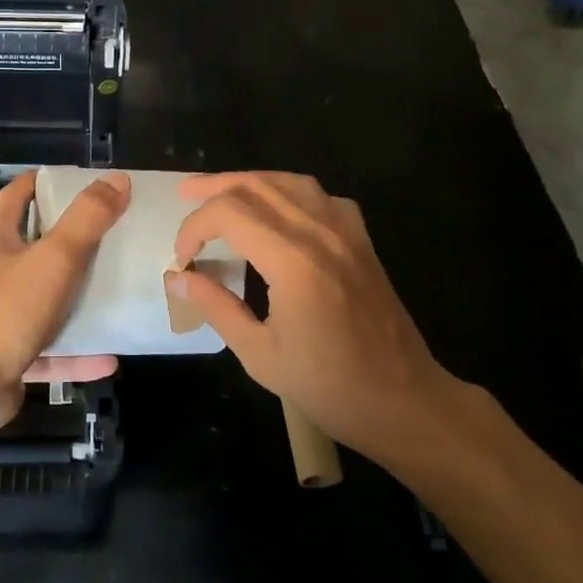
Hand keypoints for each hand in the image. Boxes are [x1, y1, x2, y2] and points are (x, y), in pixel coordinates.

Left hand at [0, 169, 130, 431]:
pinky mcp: (12, 356)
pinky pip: (53, 351)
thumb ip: (87, 219)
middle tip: (113, 234)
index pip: (16, 196)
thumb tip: (117, 179)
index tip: (76, 180)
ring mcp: (3, 317)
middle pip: (35, 248)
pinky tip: (111, 356)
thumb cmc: (8, 309)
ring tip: (117, 291)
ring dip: (79, 300)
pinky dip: (79, 353)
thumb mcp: (54, 257)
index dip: (40, 182)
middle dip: (72, 241)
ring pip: (47, 301)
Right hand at [166, 172, 451, 461]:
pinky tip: (278, 208)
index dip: (195, 226)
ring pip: (289, 181)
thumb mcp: (260, 355)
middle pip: (257, 185)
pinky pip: (320, 196)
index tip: (183, 258)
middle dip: (214, 186)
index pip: (229, 213)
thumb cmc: (330, 387)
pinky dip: (289, 191)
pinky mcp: (362, 240)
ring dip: (249, 181)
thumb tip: (177, 277)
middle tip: (184, 195)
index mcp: (293, 261)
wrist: (405, 401)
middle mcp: (320, 233)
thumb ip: (216, 307)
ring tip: (222, 191)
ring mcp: (346, 232)